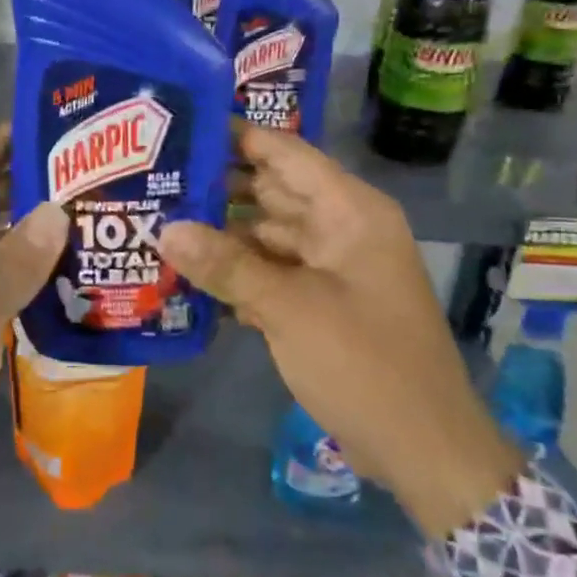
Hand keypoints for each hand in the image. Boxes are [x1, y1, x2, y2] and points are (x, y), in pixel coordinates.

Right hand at [160, 122, 522, 538]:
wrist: (423, 449)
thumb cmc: (365, 363)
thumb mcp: (289, 309)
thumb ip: (226, 265)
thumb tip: (165, 228)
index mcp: (349, 212)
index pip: (285, 154)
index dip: (236, 136)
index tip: (180, 126)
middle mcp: (341, 229)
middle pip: (271, 192)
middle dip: (217, 187)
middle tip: (153, 178)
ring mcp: (331, 268)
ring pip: (266, 235)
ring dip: (220, 234)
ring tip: (157, 222)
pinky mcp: (320, 303)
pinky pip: (270, 272)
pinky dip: (236, 272)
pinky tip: (187, 274)